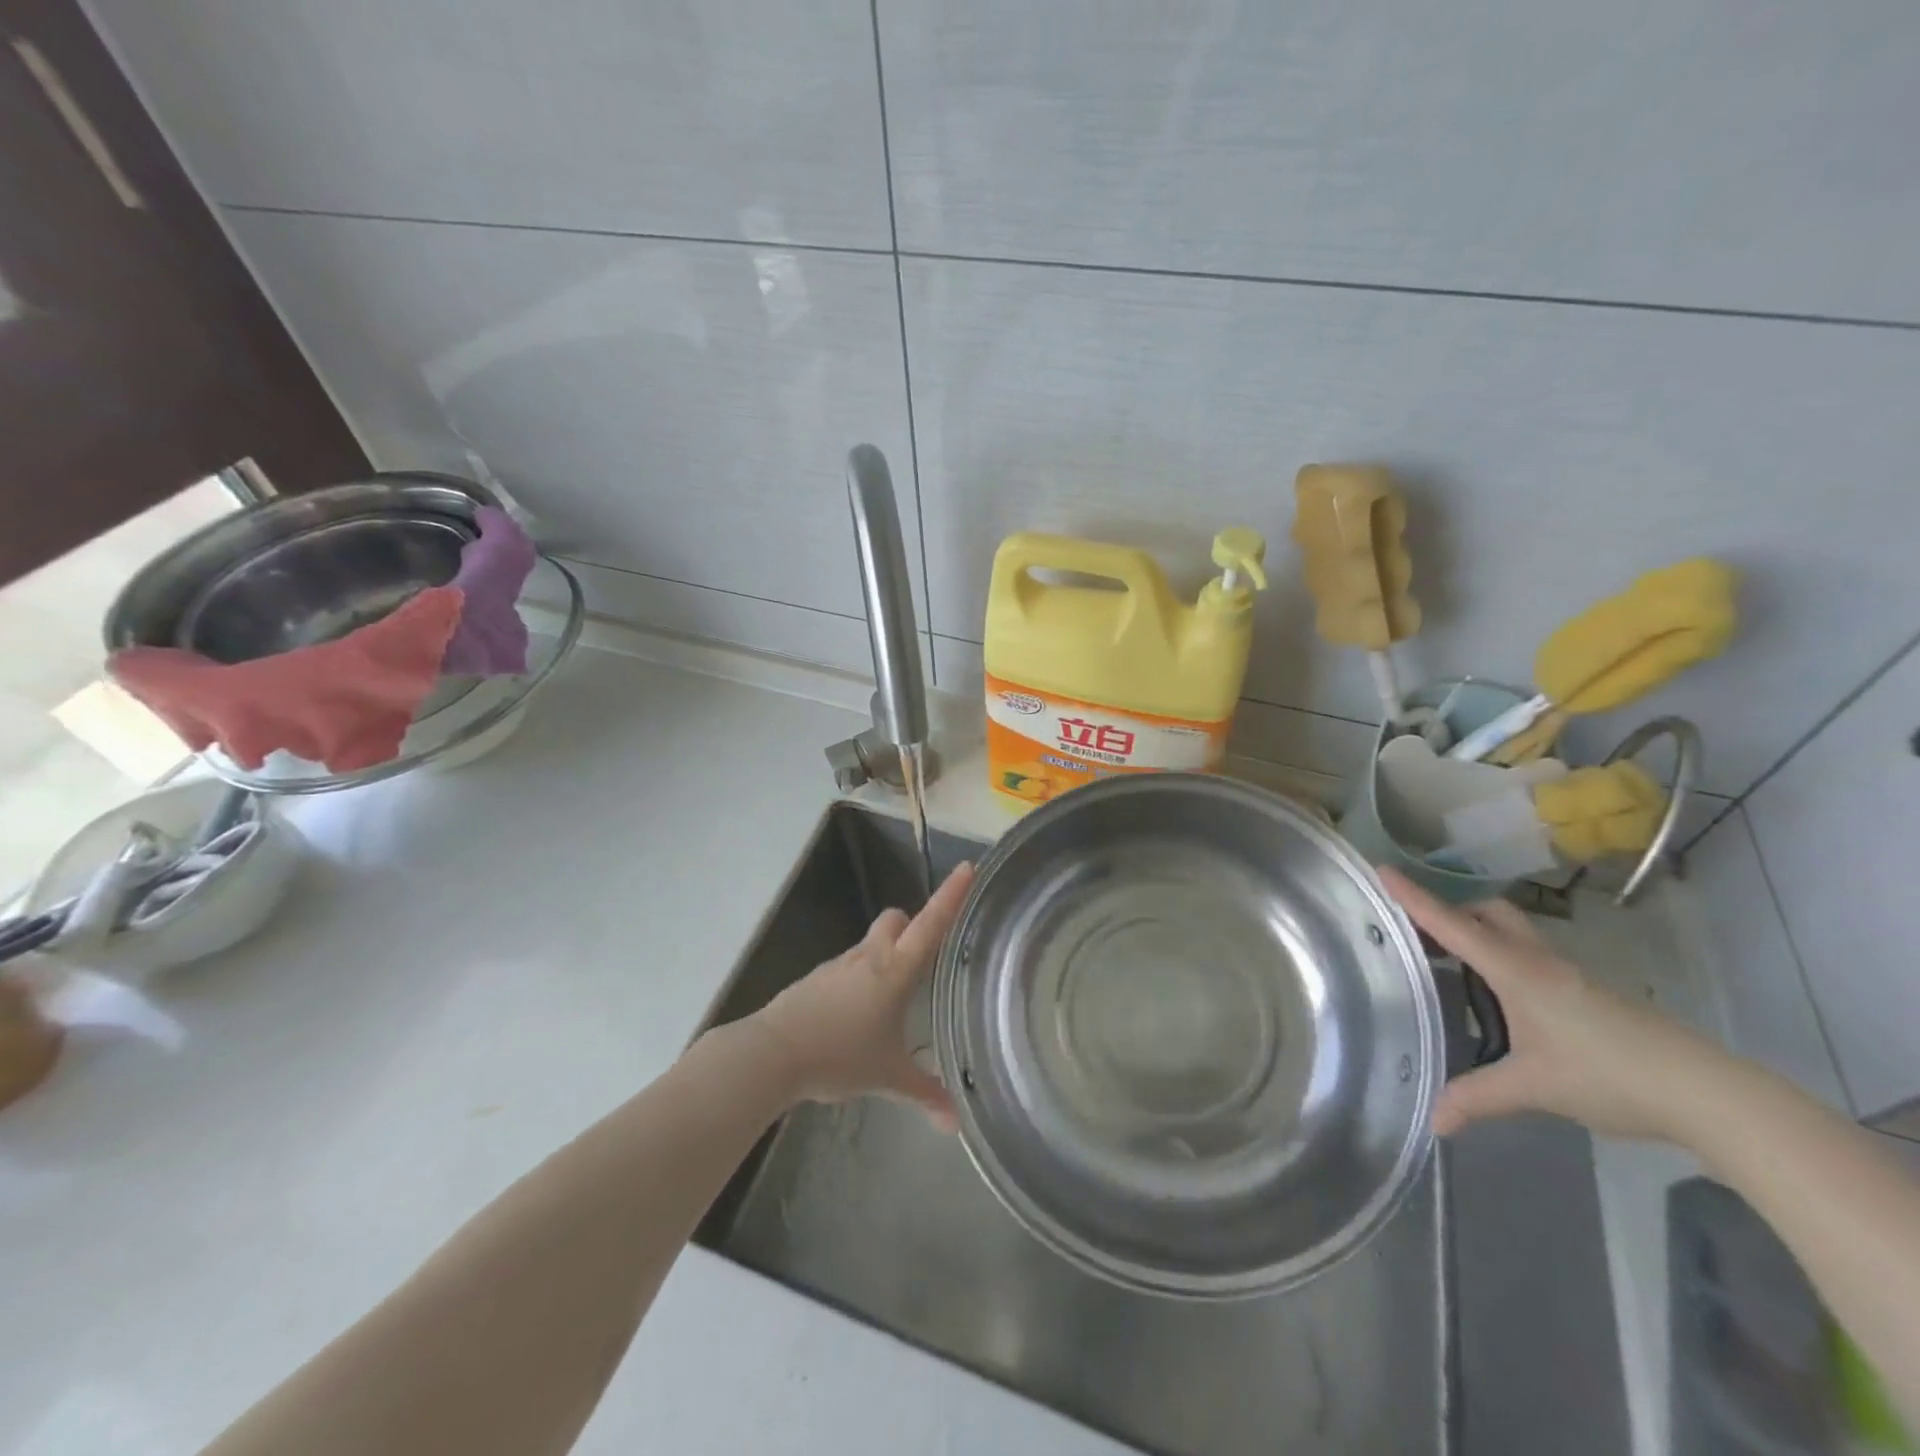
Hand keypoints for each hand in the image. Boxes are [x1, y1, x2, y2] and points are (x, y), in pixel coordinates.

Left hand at [745, 862, 973, 1130]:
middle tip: (924, 952)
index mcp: (895, 970)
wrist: (773, 1054)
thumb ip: (924, 1095)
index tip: (968, 867)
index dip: (951, 895)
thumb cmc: (839, 1056)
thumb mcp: (887, 1078)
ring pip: (869, 944)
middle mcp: (869, 957)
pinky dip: (859, 979)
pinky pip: (847, 968)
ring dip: (884, 956)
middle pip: (895, 920)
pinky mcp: (816, 979)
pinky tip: (858, 1014)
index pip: (930, 924)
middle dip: (911, 925)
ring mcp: (839, 965)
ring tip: (893, 995)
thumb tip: (955, 1124)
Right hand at [1381, 867, 1736, 1142]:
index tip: (1383, 870)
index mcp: (1517, 971)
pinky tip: (1500, 1000)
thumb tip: (1434, 1122)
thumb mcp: (1534, 1088)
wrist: (1708, 1093)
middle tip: (1421, 935)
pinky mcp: (1588, 994)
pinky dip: (1502, 960)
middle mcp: (1539, 962)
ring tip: (1451, 965)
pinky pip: (1530, 958)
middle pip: (1489, 914)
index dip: (1415, 898)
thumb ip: (1479, 1097)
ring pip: (1513, 934)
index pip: (1453, 926)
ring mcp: (1568, 976)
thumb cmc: (1610, 1075)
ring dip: (1479, 936)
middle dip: (1453, 913)